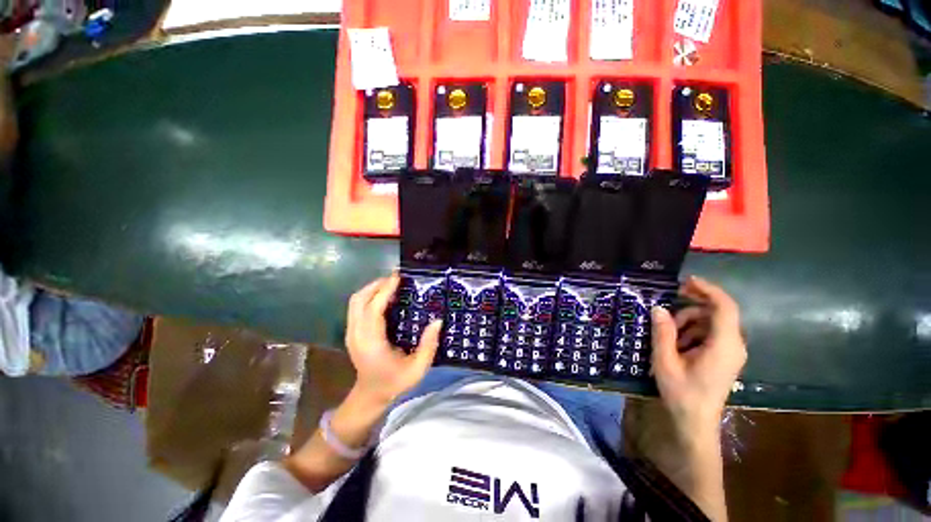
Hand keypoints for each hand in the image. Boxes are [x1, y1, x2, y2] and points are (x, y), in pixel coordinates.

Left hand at [344, 274, 441, 406]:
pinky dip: (369, 296)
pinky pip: (357, 307)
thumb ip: (428, 345)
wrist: (370, 395)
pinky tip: (384, 296)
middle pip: (359, 300)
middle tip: (396, 278)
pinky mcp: (352, 331)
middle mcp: (357, 334)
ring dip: (372, 288)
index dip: (384, 291)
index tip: (398, 277)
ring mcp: (351, 332)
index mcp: (371, 342)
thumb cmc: (394, 382)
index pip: (373, 310)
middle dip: (377, 284)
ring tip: (391, 283)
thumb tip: (437, 320)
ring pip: (355, 301)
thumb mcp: (417, 368)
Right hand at [650, 276, 746, 439]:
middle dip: (691, 306)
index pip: (724, 307)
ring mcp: (731, 351)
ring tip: (667, 333)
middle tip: (666, 307)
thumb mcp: (665, 361)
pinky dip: (692, 331)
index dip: (707, 290)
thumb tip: (658, 308)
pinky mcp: (725, 356)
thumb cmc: (681, 392)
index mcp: (724, 345)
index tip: (685, 281)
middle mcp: (734, 345)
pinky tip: (676, 343)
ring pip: (711, 322)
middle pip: (717, 312)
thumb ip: (663, 332)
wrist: (695, 421)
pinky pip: (710, 333)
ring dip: (688, 321)